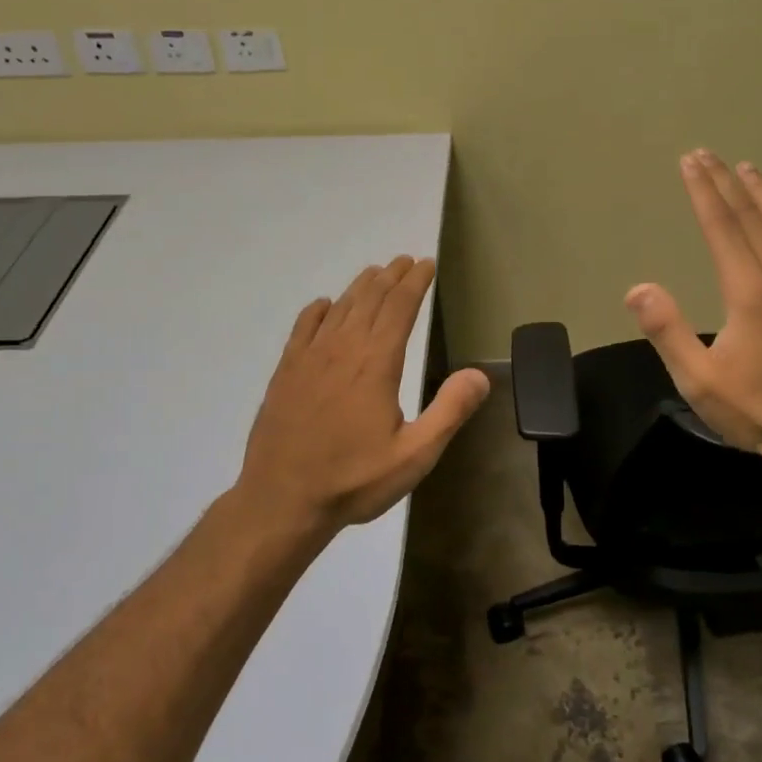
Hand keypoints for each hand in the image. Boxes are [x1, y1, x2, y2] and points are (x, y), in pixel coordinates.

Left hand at [238, 256, 490, 527]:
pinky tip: (325, 305)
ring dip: (360, 287)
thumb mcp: (415, 455)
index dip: (415, 282)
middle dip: (391, 277)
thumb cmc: (354, 480)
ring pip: (339, 308)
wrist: (281, 501)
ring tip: (375, 272)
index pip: (399, 307)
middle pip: (369, 300)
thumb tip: (480, 374)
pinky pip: (303, 328)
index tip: (426, 264)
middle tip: (405, 260)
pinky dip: (318, 310)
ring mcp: (309, 359)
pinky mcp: (286, 372)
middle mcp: (342, 349)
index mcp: (376, 363)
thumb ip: (449, 411)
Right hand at [625, 151, 761, 469]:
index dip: (704, 192)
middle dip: (727, 183)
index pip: (722, 227)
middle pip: (753, 217)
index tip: (690, 162)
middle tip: (709, 155)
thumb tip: (637, 289)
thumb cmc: (758, 410)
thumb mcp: (699, 380)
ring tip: (748, 169)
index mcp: (750, 291)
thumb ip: (667, 331)